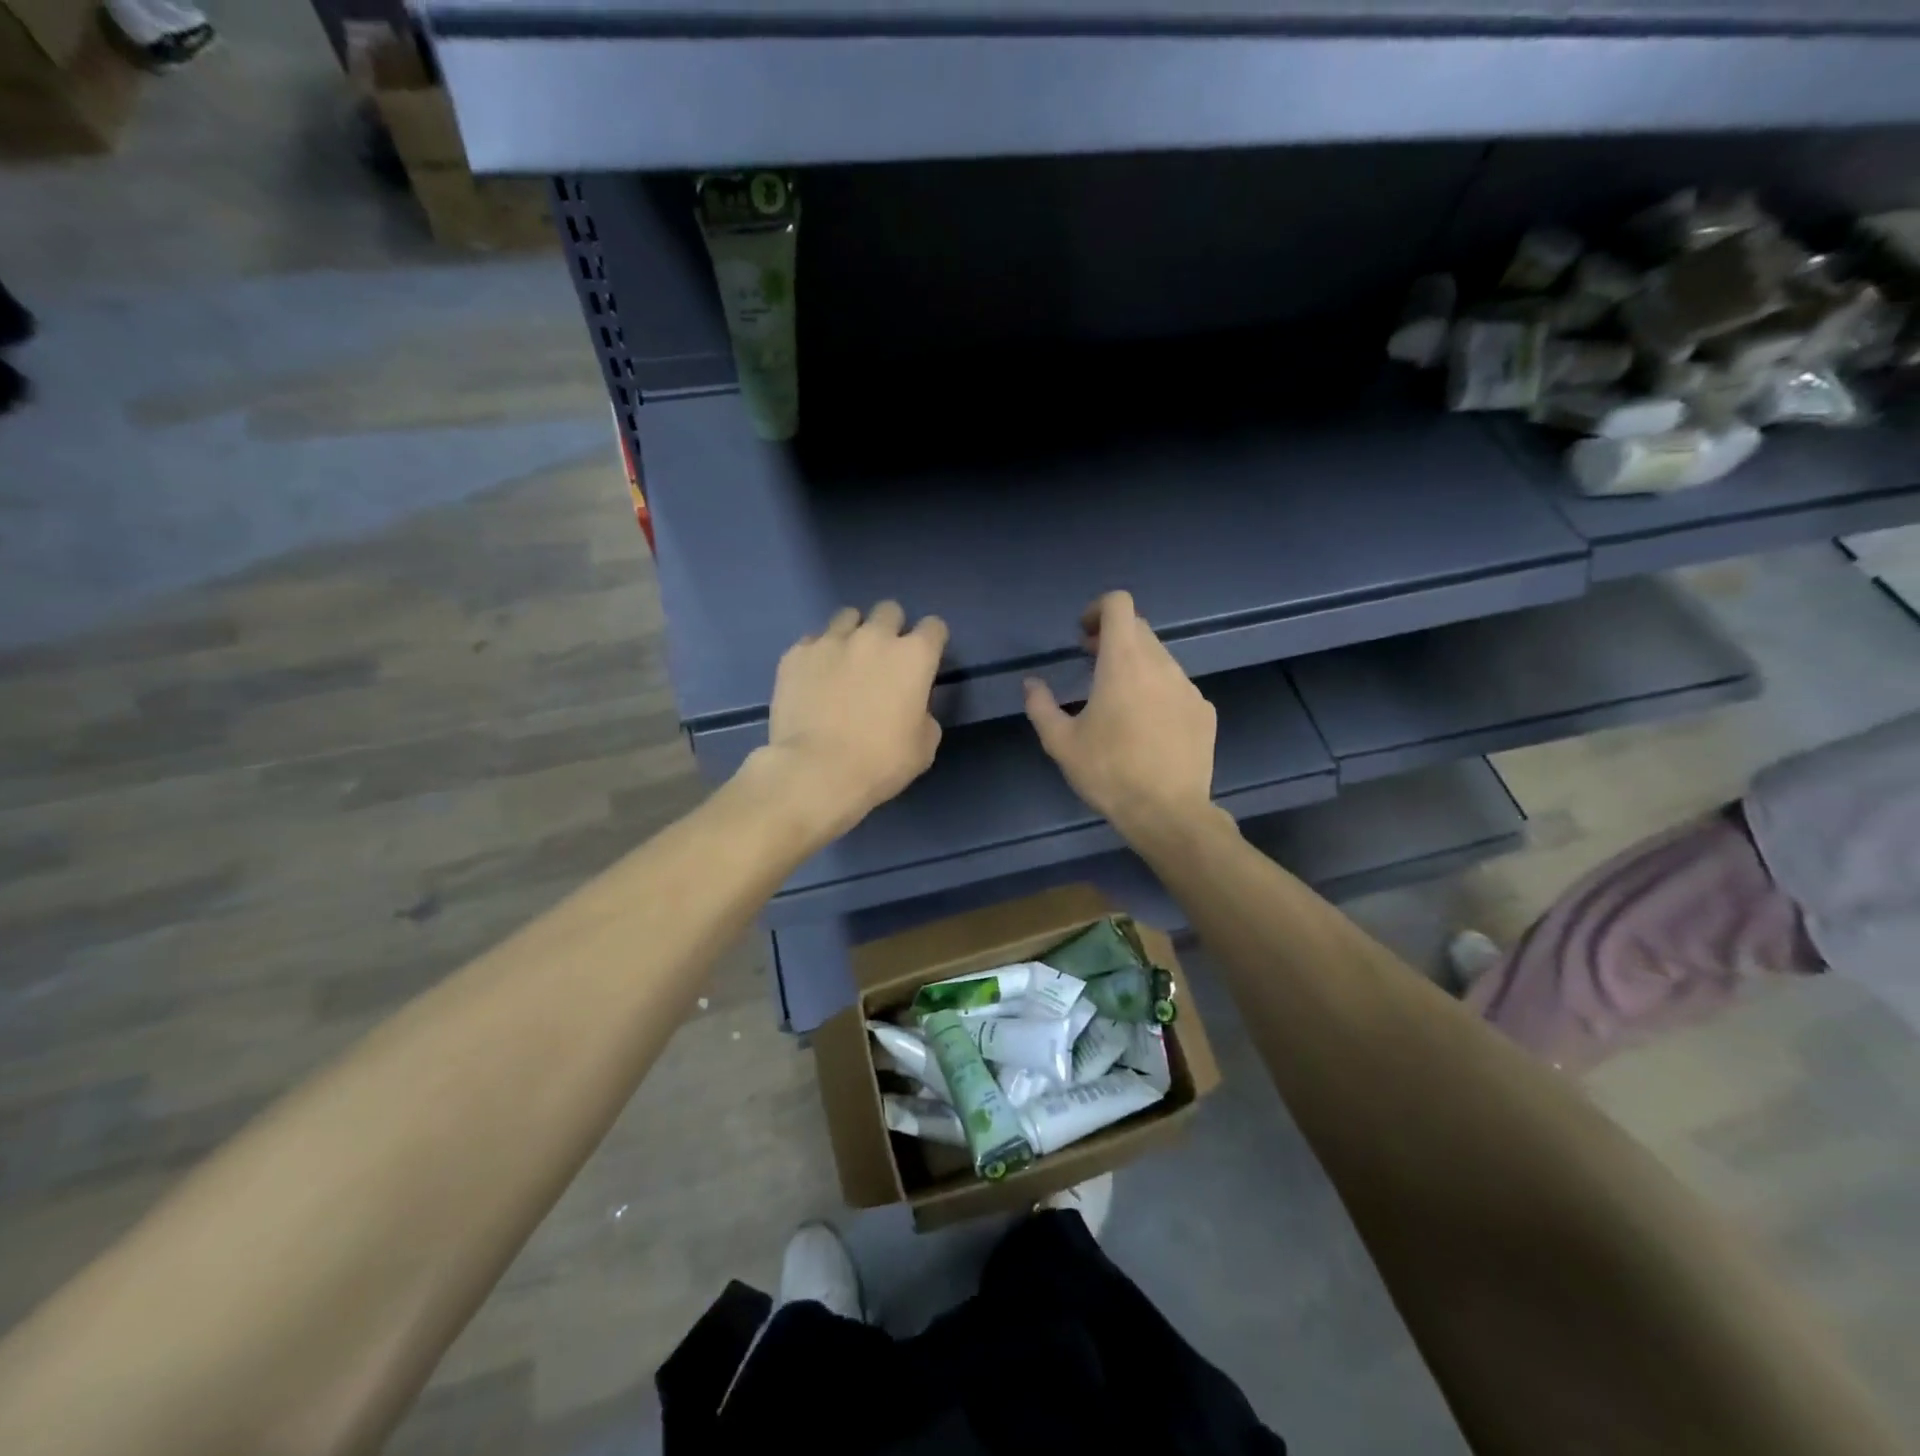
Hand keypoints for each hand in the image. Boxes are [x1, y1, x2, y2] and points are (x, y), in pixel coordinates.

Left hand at [761, 600, 948, 838]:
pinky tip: (814, 678)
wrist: (816, 771)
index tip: (925, 660)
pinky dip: (818, 654)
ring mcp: (831, 641)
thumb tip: (913, 708)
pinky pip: (813, 641)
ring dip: (853, 633)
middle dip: (891, 628)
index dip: (931, 642)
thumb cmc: (880, 762)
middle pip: (889, 610)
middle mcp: (874, 637)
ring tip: (845, 660)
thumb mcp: (923, 746)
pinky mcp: (796, 654)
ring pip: (847, 617)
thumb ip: (924, 714)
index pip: (934, 627)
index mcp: (914, 656)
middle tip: (884, 658)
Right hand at [1024, 591, 1216, 842]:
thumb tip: (1031, 684)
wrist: (1167, 812)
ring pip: (1159, 658)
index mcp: (1123, 662)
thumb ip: (1040, 706)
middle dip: (1112, 638)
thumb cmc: (1109, 773)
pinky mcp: (1204, 711)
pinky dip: (1158, 692)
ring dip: (1136, 666)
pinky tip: (1148, 728)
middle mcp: (1161, 664)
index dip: (1097, 610)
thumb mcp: (1061, 743)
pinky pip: (1177, 687)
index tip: (1082, 636)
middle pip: (1139, 629)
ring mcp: (1188, 687)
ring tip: (1118, 701)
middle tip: (1091, 664)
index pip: (1119, 604)